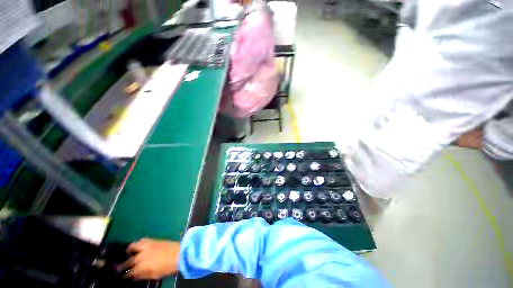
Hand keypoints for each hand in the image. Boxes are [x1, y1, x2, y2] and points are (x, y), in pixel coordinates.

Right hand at [119, 238, 180, 279]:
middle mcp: (142, 254)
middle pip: (129, 260)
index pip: (129, 272)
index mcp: (142, 266)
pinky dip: (137, 244)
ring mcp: (147, 245)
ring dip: (129, 251)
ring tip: (127, 254)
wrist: (179, 253)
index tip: (122, 276)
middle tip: (120, 267)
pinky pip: (141, 240)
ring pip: (132, 247)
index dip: (125, 275)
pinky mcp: (153, 240)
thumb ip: (142, 275)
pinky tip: (137, 246)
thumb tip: (134, 276)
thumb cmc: (168, 267)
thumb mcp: (154, 275)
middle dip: (123, 264)